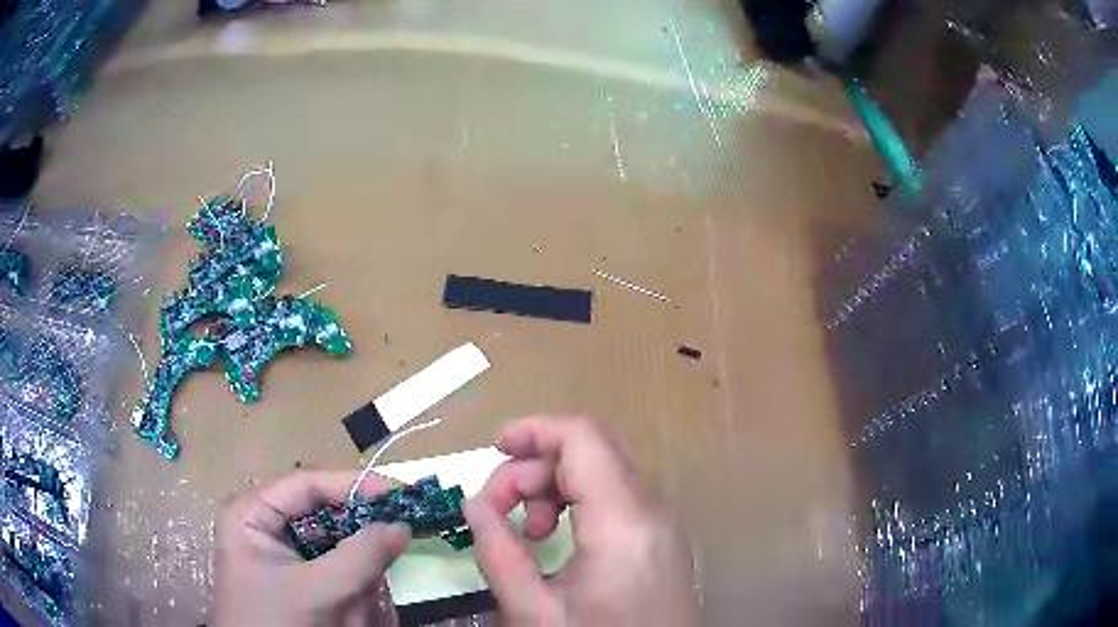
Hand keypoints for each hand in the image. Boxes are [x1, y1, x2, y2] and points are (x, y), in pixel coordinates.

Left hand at [213, 470, 411, 626]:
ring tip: (360, 591)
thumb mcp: (318, 590)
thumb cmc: (277, 622)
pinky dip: (351, 582)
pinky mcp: (297, 577)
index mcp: (252, 513)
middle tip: (398, 537)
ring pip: (332, 543)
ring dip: (355, 567)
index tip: (398, 494)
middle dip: (356, 534)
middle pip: (321, 513)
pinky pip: (332, 568)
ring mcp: (281, 553)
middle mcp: (265, 525)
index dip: (353, 485)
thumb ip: (361, 557)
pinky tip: (353, 603)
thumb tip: (403, 524)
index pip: (306, 484)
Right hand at [464, 416, 699, 625]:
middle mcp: (652, 510)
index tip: (493, 447)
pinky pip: (616, 499)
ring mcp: (663, 524)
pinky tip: (558, 540)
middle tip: (501, 509)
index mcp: (625, 521)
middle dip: (536, 466)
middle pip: (592, 451)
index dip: (534, 429)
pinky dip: (578, 504)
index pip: (583, 437)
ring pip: (604, 474)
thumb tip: (475, 502)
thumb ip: (499, 552)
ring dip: (555, 487)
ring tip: (530, 532)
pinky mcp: (662, 539)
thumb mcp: (534, 612)